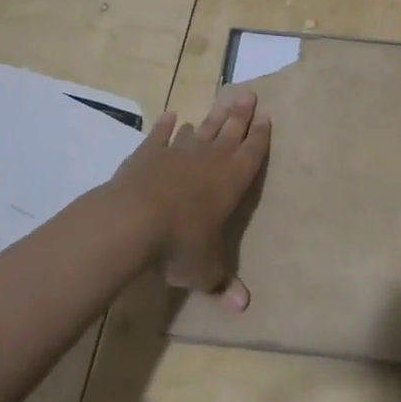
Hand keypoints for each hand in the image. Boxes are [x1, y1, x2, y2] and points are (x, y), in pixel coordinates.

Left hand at [112, 90, 271, 310]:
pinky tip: (172, 115)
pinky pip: (161, 135)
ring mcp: (178, 152)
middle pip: (230, 131)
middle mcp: (210, 160)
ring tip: (220, 103)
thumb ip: (222, 284)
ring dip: (211, 118)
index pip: (252, 153)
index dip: (260, 136)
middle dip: (241, 114)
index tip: (265, 116)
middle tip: (249, 94)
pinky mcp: (149, 153)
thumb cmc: (180, 244)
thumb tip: (243, 307)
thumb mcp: (204, 270)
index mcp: (231, 181)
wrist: (135, 220)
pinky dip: (166, 125)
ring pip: (200, 130)